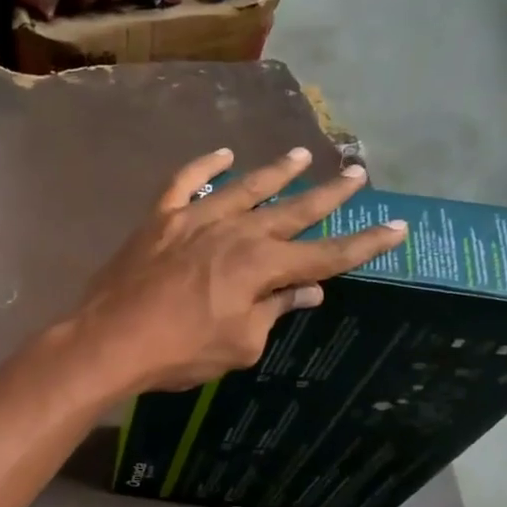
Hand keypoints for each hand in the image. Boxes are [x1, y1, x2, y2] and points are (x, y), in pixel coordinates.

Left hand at [69, 147, 406, 392]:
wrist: (110, 341)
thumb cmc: (180, 352)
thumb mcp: (240, 344)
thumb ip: (275, 311)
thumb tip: (307, 291)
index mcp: (262, 266)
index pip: (325, 254)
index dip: (362, 244)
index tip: (396, 227)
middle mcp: (236, 232)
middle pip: (292, 211)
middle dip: (328, 195)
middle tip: (357, 173)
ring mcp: (195, 220)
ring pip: (245, 188)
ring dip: (276, 172)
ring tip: (303, 155)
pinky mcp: (160, 219)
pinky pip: (184, 182)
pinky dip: (204, 166)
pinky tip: (223, 154)